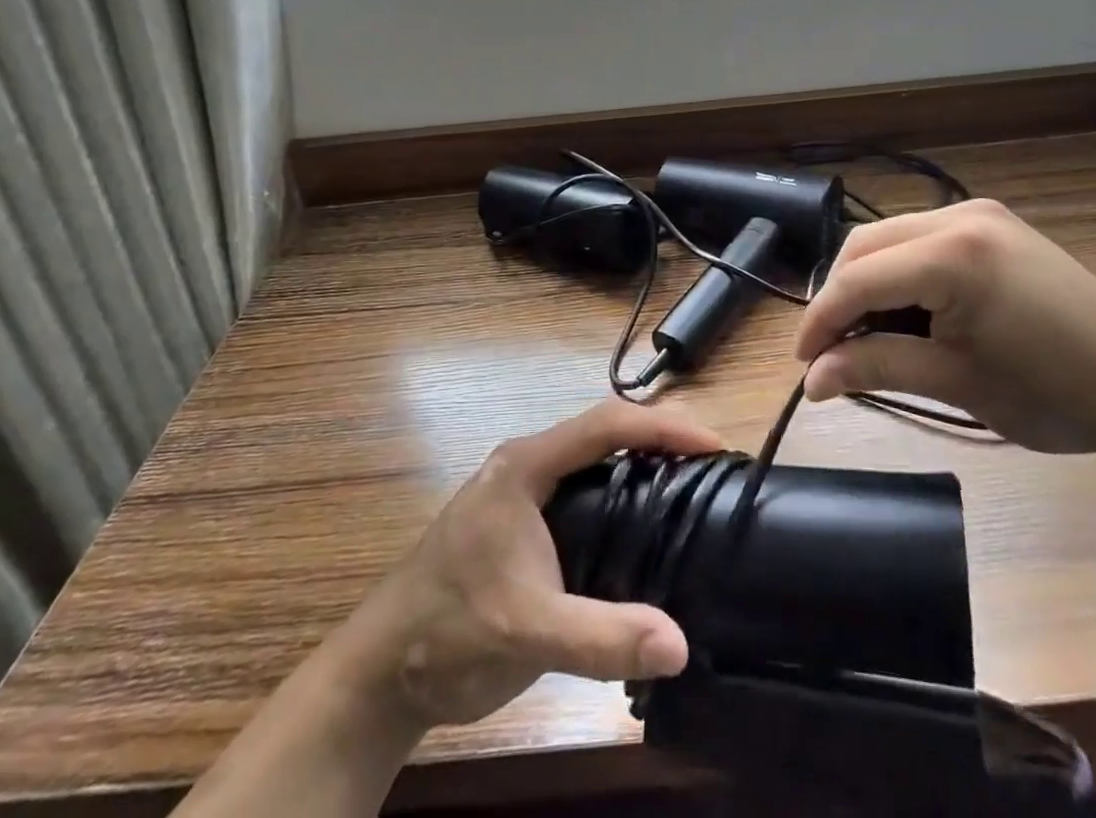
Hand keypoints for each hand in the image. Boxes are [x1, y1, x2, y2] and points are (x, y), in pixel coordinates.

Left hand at [343, 400, 722, 729]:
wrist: (383, 672)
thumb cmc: (448, 632)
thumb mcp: (526, 631)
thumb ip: (602, 635)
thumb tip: (681, 644)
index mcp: (526, 465)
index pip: (605, 424)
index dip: (662, 427)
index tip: (712, 444)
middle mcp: (529, 465)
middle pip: (605, 432)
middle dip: (660, 438)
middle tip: (713, 464)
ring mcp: (526, 494)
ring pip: (597, 460)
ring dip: (644, 463)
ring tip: (694, 485)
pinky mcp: (528, 524)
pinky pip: (588, 491)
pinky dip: (626, 494)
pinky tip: (650, 525)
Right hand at [795, 200, 1095, 454]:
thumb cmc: (1054, 393)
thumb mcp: (955, 383)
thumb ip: (876, 369)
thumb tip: (812, 382)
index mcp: (951, 253)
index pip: (858, 279)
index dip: (821, 320)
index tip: (802, 365)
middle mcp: (958, 216)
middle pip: (865, 247)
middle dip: (840, 298)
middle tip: (831, 352)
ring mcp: (979, 215)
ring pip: (890, 240)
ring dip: (868, 284)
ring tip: (869, 337)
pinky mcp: (993, 226)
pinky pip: (921, 242)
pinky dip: (900, 275)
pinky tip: (908, 313)